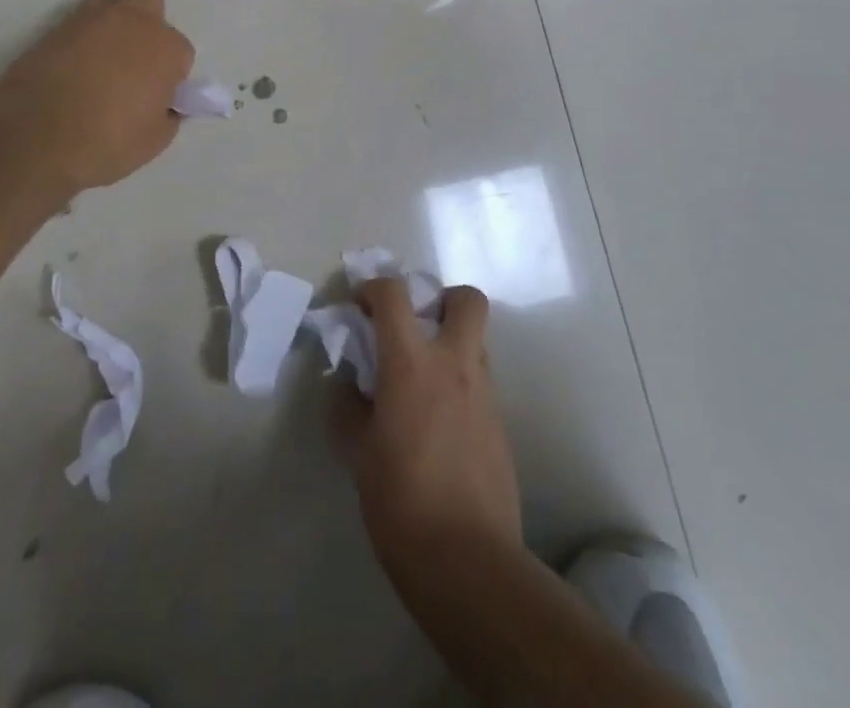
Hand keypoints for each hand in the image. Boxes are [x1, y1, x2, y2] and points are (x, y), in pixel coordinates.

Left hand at [0, 0, 195, 193]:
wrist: (35, 137)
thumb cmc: (108, 141)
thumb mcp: (153, 141)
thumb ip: (166, 115)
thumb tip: (162, 106)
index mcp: (165, 47)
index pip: (181, 50)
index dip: (170, 73)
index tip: (158, 95)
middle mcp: (132, 21)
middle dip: (148, 18)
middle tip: (136, 56)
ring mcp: (90, 20)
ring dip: (112, 19)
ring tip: (102, 56)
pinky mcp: (54, 28)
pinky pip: (76, 23)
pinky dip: (79, 38)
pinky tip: (72, 68)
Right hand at [334, 277, 520, 582]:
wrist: (467, 563)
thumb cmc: (400, 500)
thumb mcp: (357, 452)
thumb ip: (349, 408)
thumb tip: (349, 387)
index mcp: (411, 362)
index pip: (394, 294)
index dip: (374, 287)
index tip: (360, 305)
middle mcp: (454, 365)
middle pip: (467, 300)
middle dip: (442, 299)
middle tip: (416, 325)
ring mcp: (484, 395)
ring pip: (476, 343)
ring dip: (450, 344)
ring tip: (421, 382)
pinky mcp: (500, 427)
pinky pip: (480, 384)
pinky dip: (459, 386)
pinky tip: (437, 425)